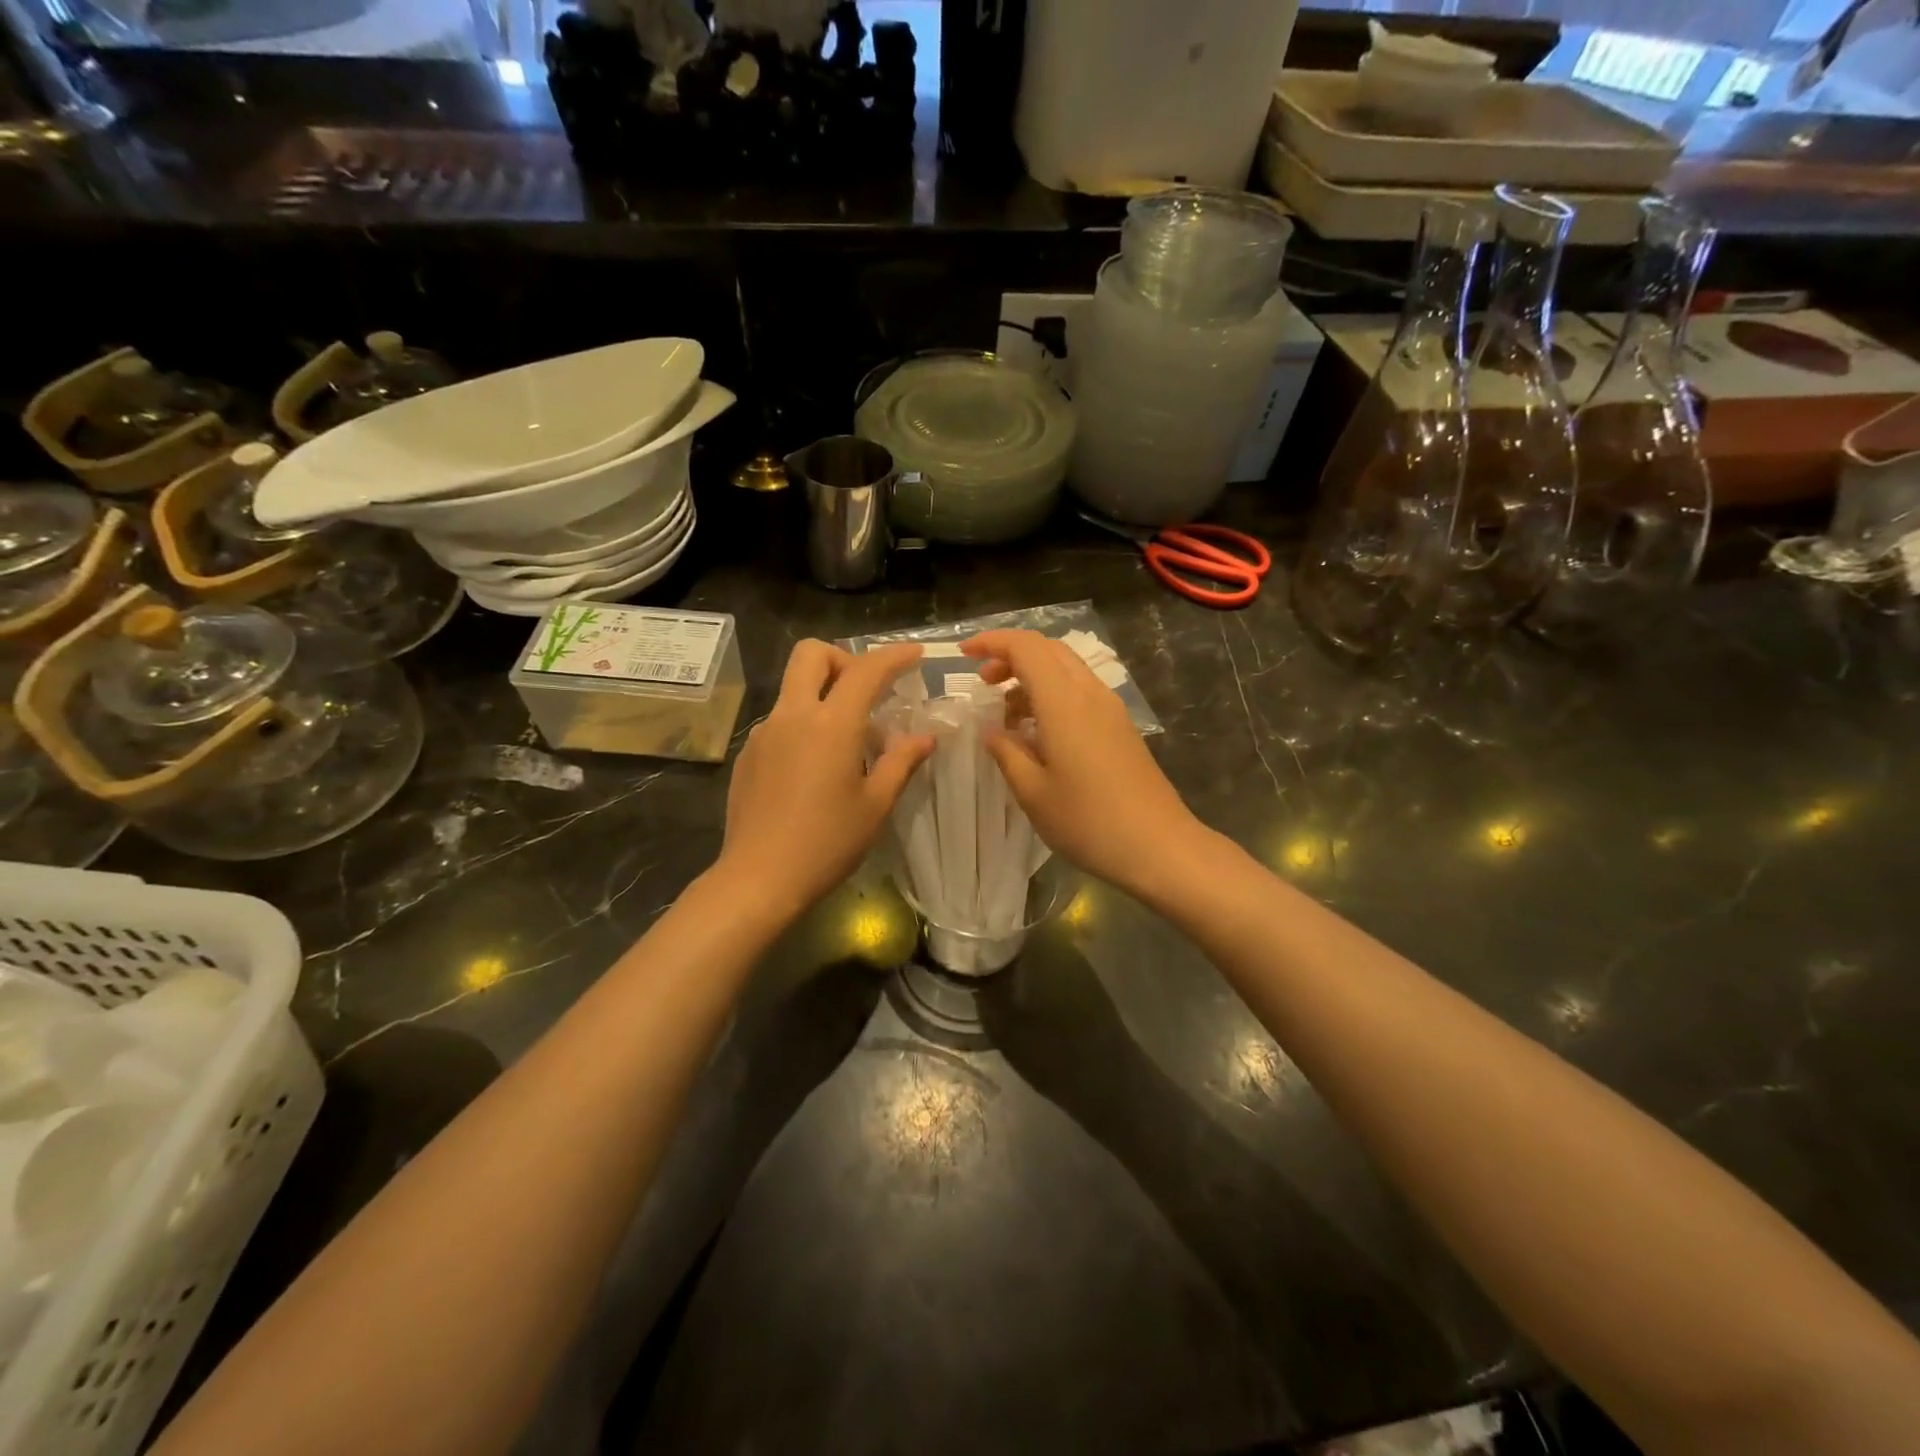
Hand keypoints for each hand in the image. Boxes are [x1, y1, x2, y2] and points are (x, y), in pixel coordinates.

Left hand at [717, 640, 933, 915]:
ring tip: (846, 743)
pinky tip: (813, 770)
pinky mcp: (748, 754)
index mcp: (831, 724)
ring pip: (794, 688)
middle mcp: (793, 716)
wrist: (758, 878)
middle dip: (842, 659)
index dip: (893, 656)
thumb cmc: (827, 843)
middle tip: (865, 691)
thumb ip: (901, 762)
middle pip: (811, 654)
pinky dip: (803, 726)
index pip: (865, 670)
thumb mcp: (876, 805)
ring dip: (823, 695)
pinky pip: (780, 721)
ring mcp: (764, 733)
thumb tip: (924, 738)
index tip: (914, 655)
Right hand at [963, 630, 1204, 895]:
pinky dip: (1052, 695)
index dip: (992, 642)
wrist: (1158, 846)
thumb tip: (991, 730)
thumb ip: (1007, 753)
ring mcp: (1110, 709)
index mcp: (1064, 702)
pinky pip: (1080, 692)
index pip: (1026, 647)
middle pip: (1048, 650)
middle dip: (1011, 656)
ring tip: (1007, 714)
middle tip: (984, 685)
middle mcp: (1090, 693)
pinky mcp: (1120, 727)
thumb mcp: (1032, 792)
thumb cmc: (1088, 821)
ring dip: (1032, 677)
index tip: (964, 654)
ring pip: (1066, 669)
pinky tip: (1039, 732)